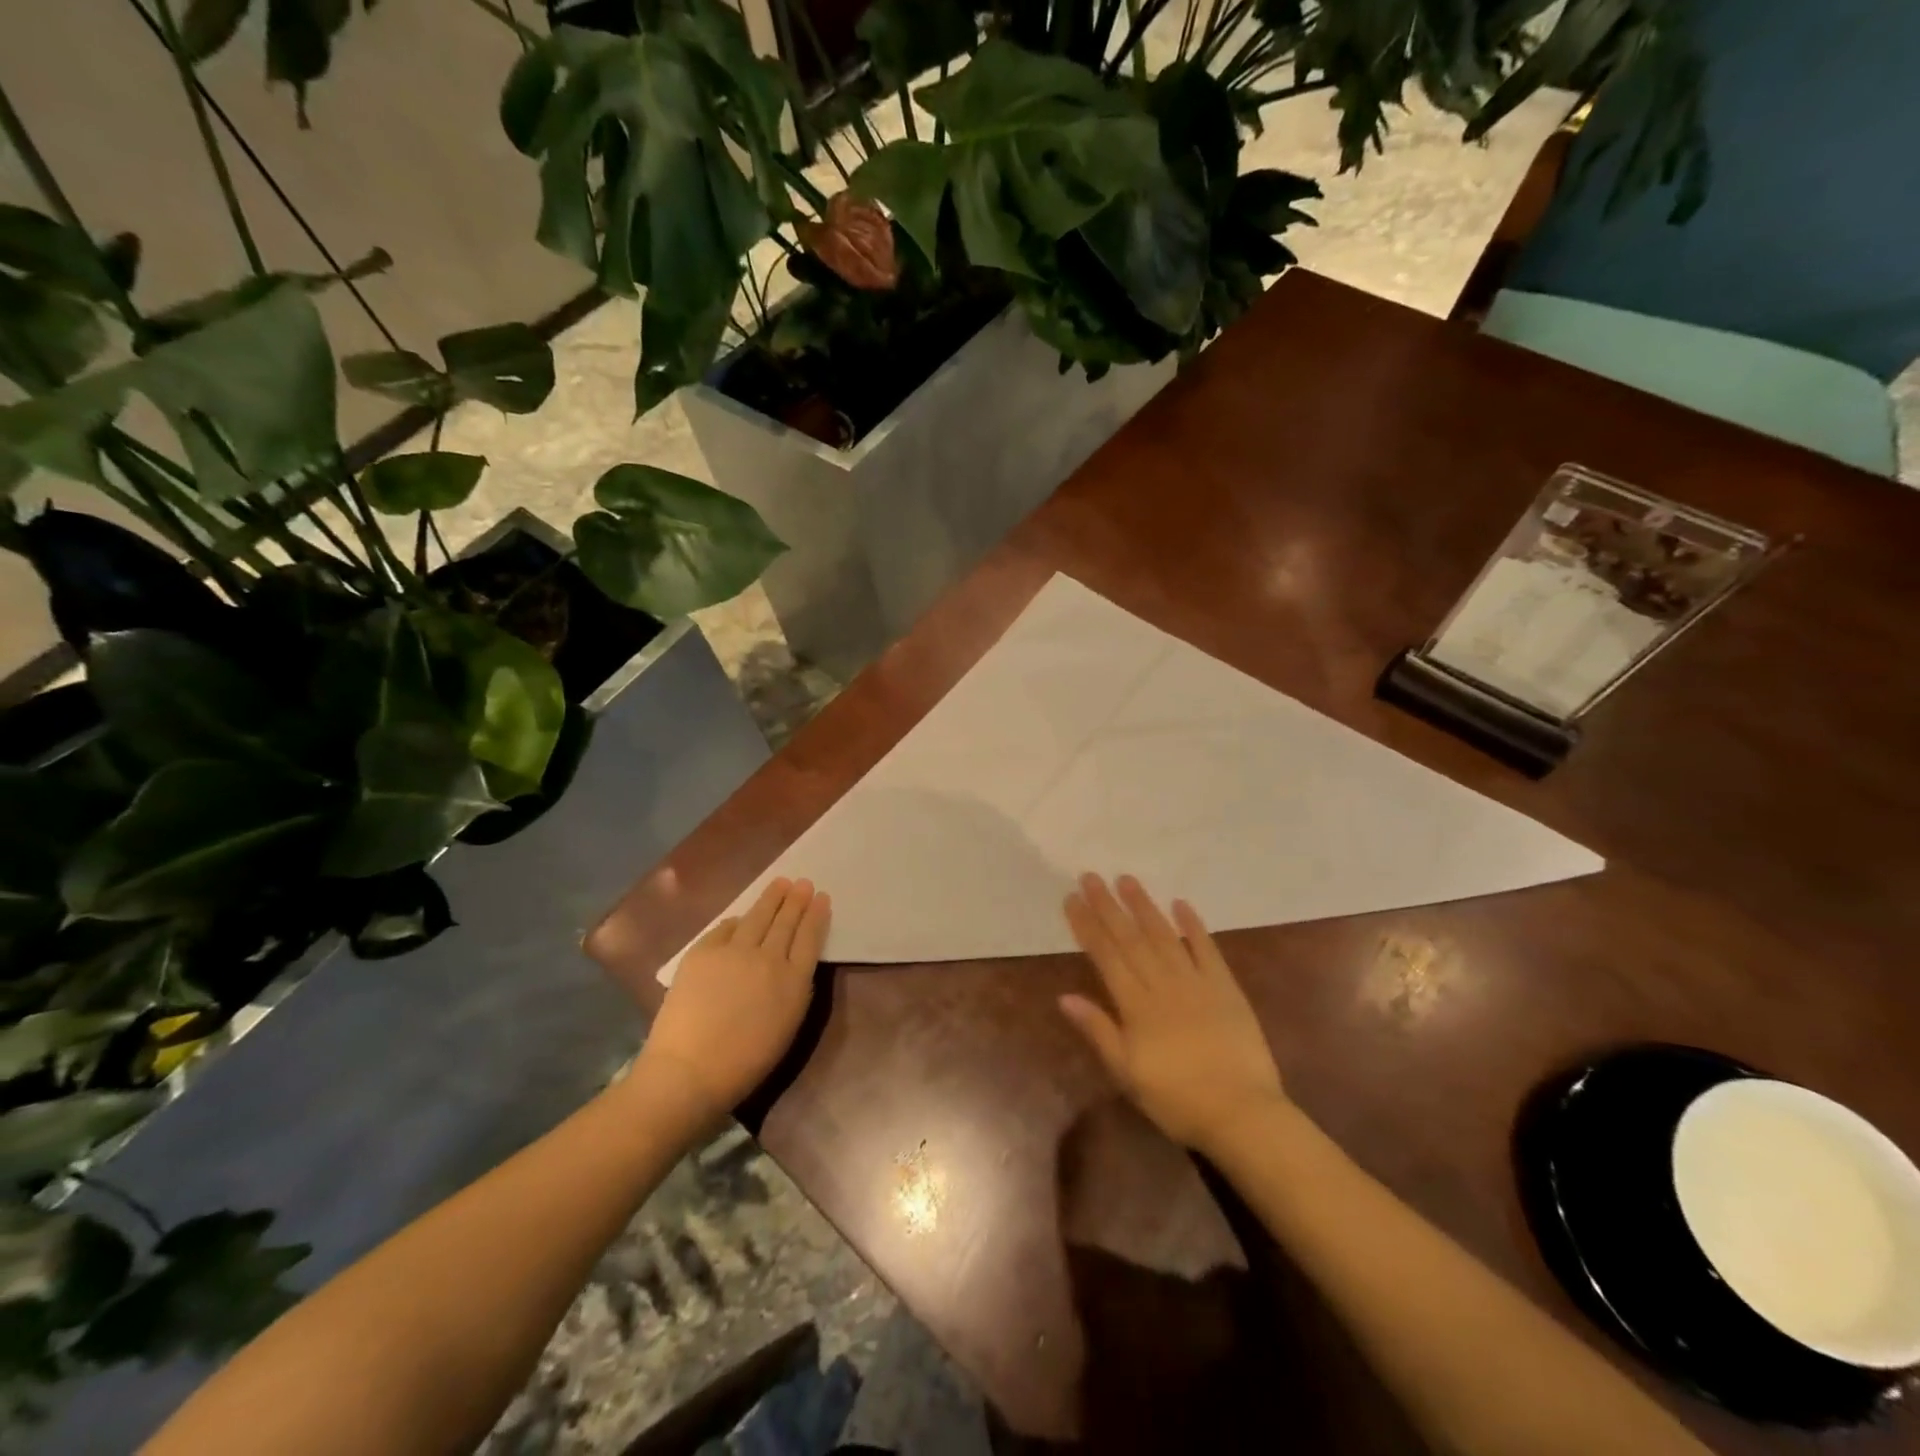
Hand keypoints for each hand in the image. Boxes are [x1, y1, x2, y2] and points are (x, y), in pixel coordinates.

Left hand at [637, 878, 830, 1120]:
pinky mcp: (703, 952)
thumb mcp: (787, 1026)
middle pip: (785, 922)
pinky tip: (740, 917)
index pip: (810, 938)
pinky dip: (737, 921)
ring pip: (757, 916)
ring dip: (771, 898)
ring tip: (780, 883)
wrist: (689, 1070)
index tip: (821, 897)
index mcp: (793, 982)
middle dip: (796, 900)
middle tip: (803, 883)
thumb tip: (790, 964)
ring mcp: (734, 951)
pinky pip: (725, 928)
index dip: (816, 915)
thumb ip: (794, 990)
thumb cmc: (745, 1062)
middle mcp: (768, 958)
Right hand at [1060, 874, 1285, 1153]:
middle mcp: (1163, 985)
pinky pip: (1207, 950)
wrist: (1242, 1114)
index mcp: (1137, 1006)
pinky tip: (1181, 904)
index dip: (1087, 926)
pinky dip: (1194, 926)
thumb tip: (1064, 996)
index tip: (1072, 898)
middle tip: (1091, 877)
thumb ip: (1098, 1030)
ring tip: (1127, 880)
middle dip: (1108, 906)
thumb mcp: (1127, 1073)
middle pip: (1131, 939)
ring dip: (1144, 907)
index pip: (1106, 956)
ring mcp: (1197, 983)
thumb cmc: (1177, 1100)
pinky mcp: (1226, 988)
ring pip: (1165, 936)